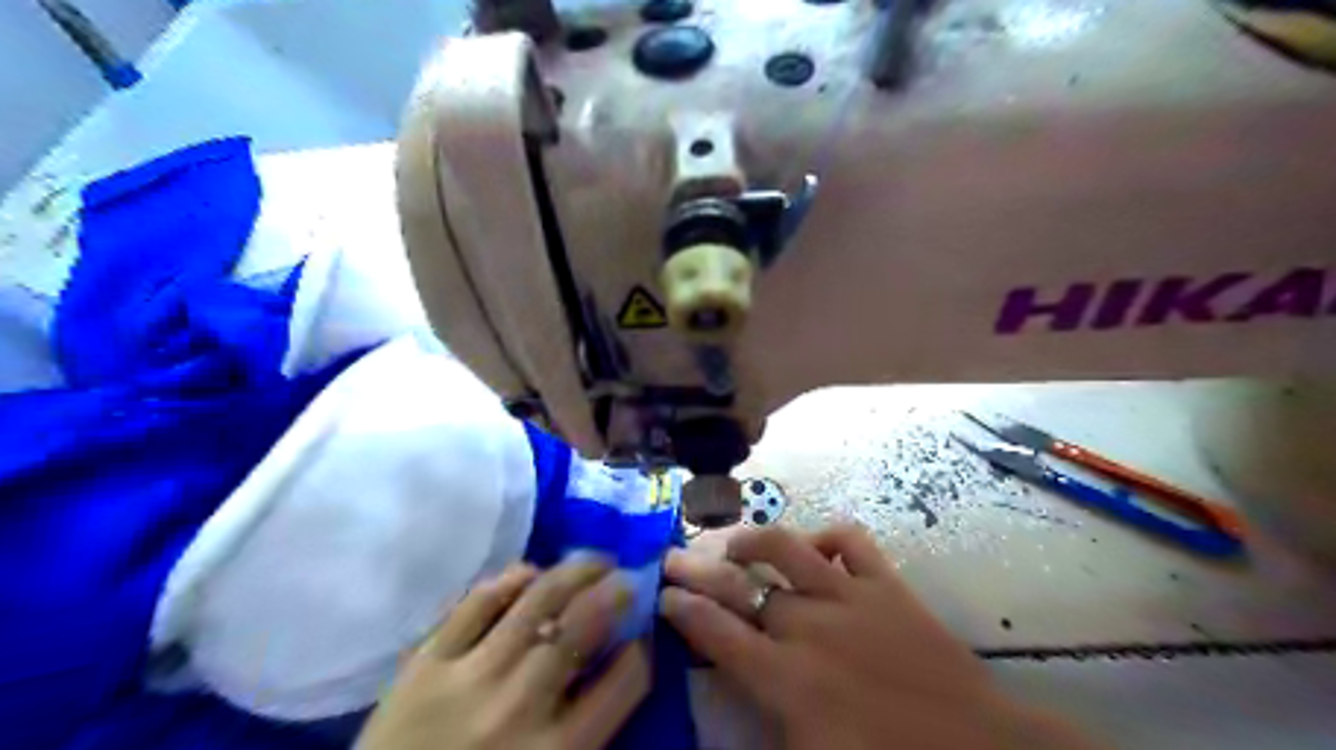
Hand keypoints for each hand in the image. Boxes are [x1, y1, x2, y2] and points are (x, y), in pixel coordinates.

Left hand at [355, 564, 645, 748]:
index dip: (641, 650)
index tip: (641, 635)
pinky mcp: (427, 661)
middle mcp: (521, 705)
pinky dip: (510, 580)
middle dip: (614, 594)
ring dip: (574, 572)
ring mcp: (471, 676)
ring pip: (537, 602)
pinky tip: (529, 572)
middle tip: (625, 578)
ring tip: (592, 561)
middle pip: (583, 627)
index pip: (624, 682)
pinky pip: (477, 603)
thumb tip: (607, 675)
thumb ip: (581, 733)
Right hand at [663, 523, 1101, 749]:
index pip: (719, 633)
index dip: (686, 610)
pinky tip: (814, 545)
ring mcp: (849, 597)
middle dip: (699, 569)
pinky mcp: (886, 584)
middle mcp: (808, 626)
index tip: (664, 594)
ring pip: (787, 547)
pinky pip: (850, 541)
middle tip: (674, 555)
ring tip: (734, 541)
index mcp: (786, 679)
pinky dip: (827, 535)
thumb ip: (761, 725)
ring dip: (753, 540)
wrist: (978, 749)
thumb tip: (730, 694)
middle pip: (742, 585)